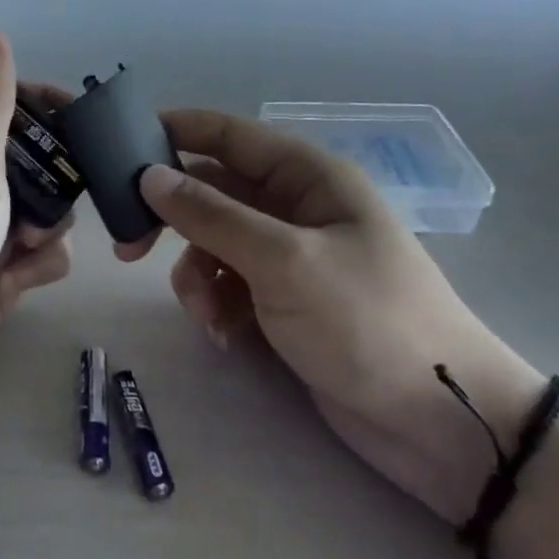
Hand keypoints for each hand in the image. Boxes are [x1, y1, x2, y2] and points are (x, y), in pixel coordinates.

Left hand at [0, 22, 73, 439]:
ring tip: (28, 246)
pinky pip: (40, 254)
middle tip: (57, 198)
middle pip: (36, 158)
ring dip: (50, 224)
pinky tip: (24, 279)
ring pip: (45, 207)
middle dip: (56, 177)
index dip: (46, 108)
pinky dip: (41, 262)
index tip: (80, 121)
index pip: (7, 103)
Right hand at [119, 110, 545, 522]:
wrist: (440, 426)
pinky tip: (225, 336)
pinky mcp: (284, 301)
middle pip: (213, 190)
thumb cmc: (368, 322)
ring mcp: (289, 256)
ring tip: (206, 314)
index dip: (174, 132)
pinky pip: (229, 284)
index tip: (118, 147)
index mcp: (307, 177)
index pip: (228, 135)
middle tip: (127, 246)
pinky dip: (217, 303)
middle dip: (172, 217)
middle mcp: (295, 207)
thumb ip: (211, 216)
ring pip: (213, 242)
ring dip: (196, 273)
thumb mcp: (284, 261)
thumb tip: (149, 176)